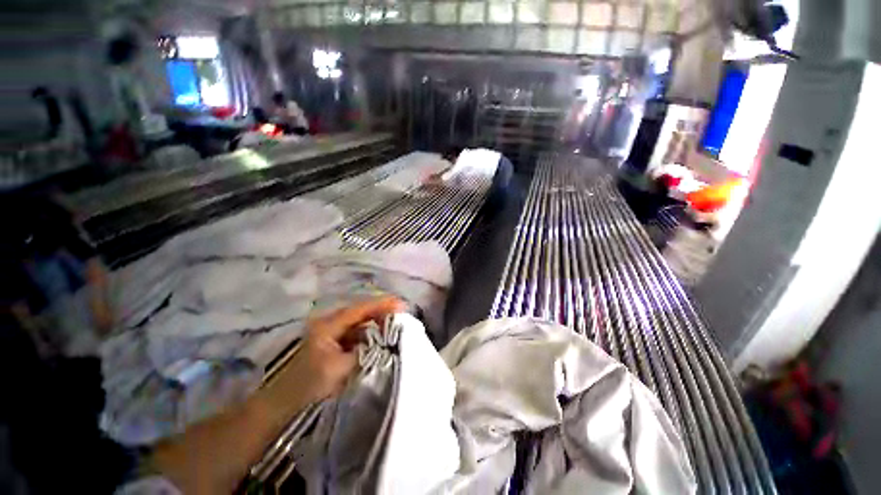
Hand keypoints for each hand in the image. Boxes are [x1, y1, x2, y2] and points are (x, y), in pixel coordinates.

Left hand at [289, 296, 404, 402]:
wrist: (279, 410)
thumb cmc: (308, 387)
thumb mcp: (340, 368)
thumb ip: (366, 351)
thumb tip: (388, 341)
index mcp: (328, 325)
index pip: (361, 309)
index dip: (382, 304)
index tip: (403, 305)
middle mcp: (329, 324)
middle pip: (361, 313)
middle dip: (382, 312)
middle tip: (404, 314)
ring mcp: (330, 336)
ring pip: (359, 324)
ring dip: (377, 323)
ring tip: (397, 324)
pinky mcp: (333, 347)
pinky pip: (356, 335)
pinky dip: (370, 335)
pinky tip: (381, 339)